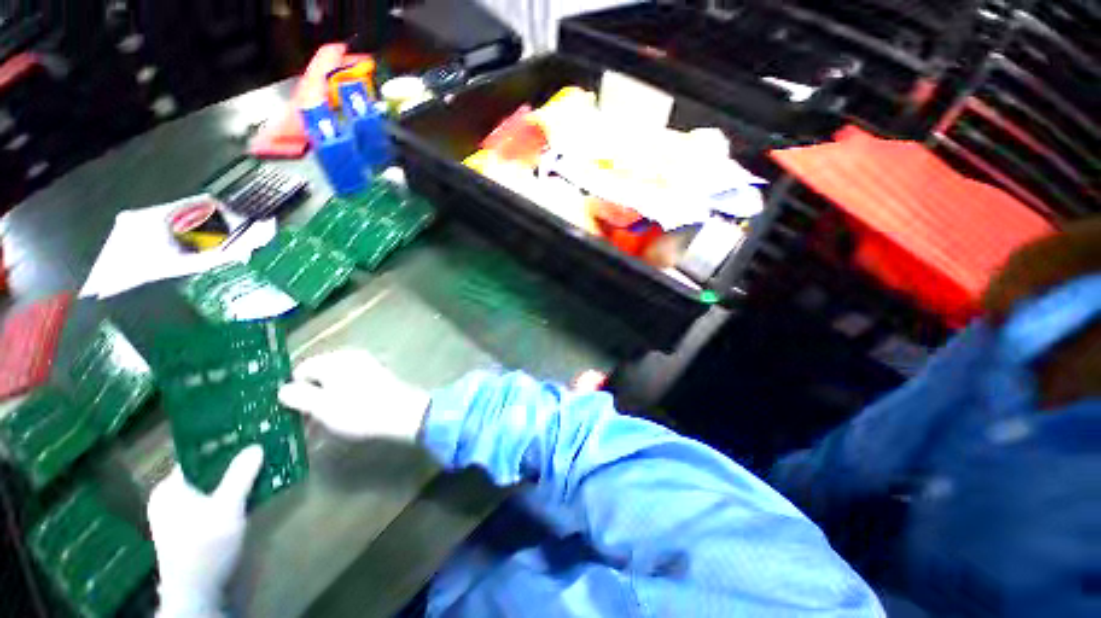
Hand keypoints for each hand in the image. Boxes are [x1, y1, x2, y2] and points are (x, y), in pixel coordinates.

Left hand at [148, 445, 263, 617]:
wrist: (197, 592)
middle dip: (233, 463)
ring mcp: (179, 515)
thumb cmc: (205, 545)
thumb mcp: (227, 509)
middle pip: (205, 472)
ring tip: (261, 468)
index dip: (222, 445)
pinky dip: (231, 495)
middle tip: (260, 451)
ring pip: (210, 488)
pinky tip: (250, 493)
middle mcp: (169, 498)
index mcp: (169, 489)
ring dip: (234, 480)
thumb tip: (256, 445)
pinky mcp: (191, 528)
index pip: (196, 456)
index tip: (249, 436)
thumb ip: (240, 476)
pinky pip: (213, 501)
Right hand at [277, 349, 429, 441]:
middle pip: (318, 377)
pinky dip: (341, 401)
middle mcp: (351, 357)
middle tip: (304, 424)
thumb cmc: (360, 410)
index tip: (289, 413)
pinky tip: (340, 419)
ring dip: (324, 403)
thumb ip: (298, 397)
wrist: (405, 413)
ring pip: (334, 384)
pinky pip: (350, 387)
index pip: (301, 369)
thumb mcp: (322, 407)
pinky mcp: (377, 377)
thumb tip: (282, 389)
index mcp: (336, 359)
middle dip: (309, 399)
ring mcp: (366, 366)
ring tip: (320, 427)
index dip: (292, 392)